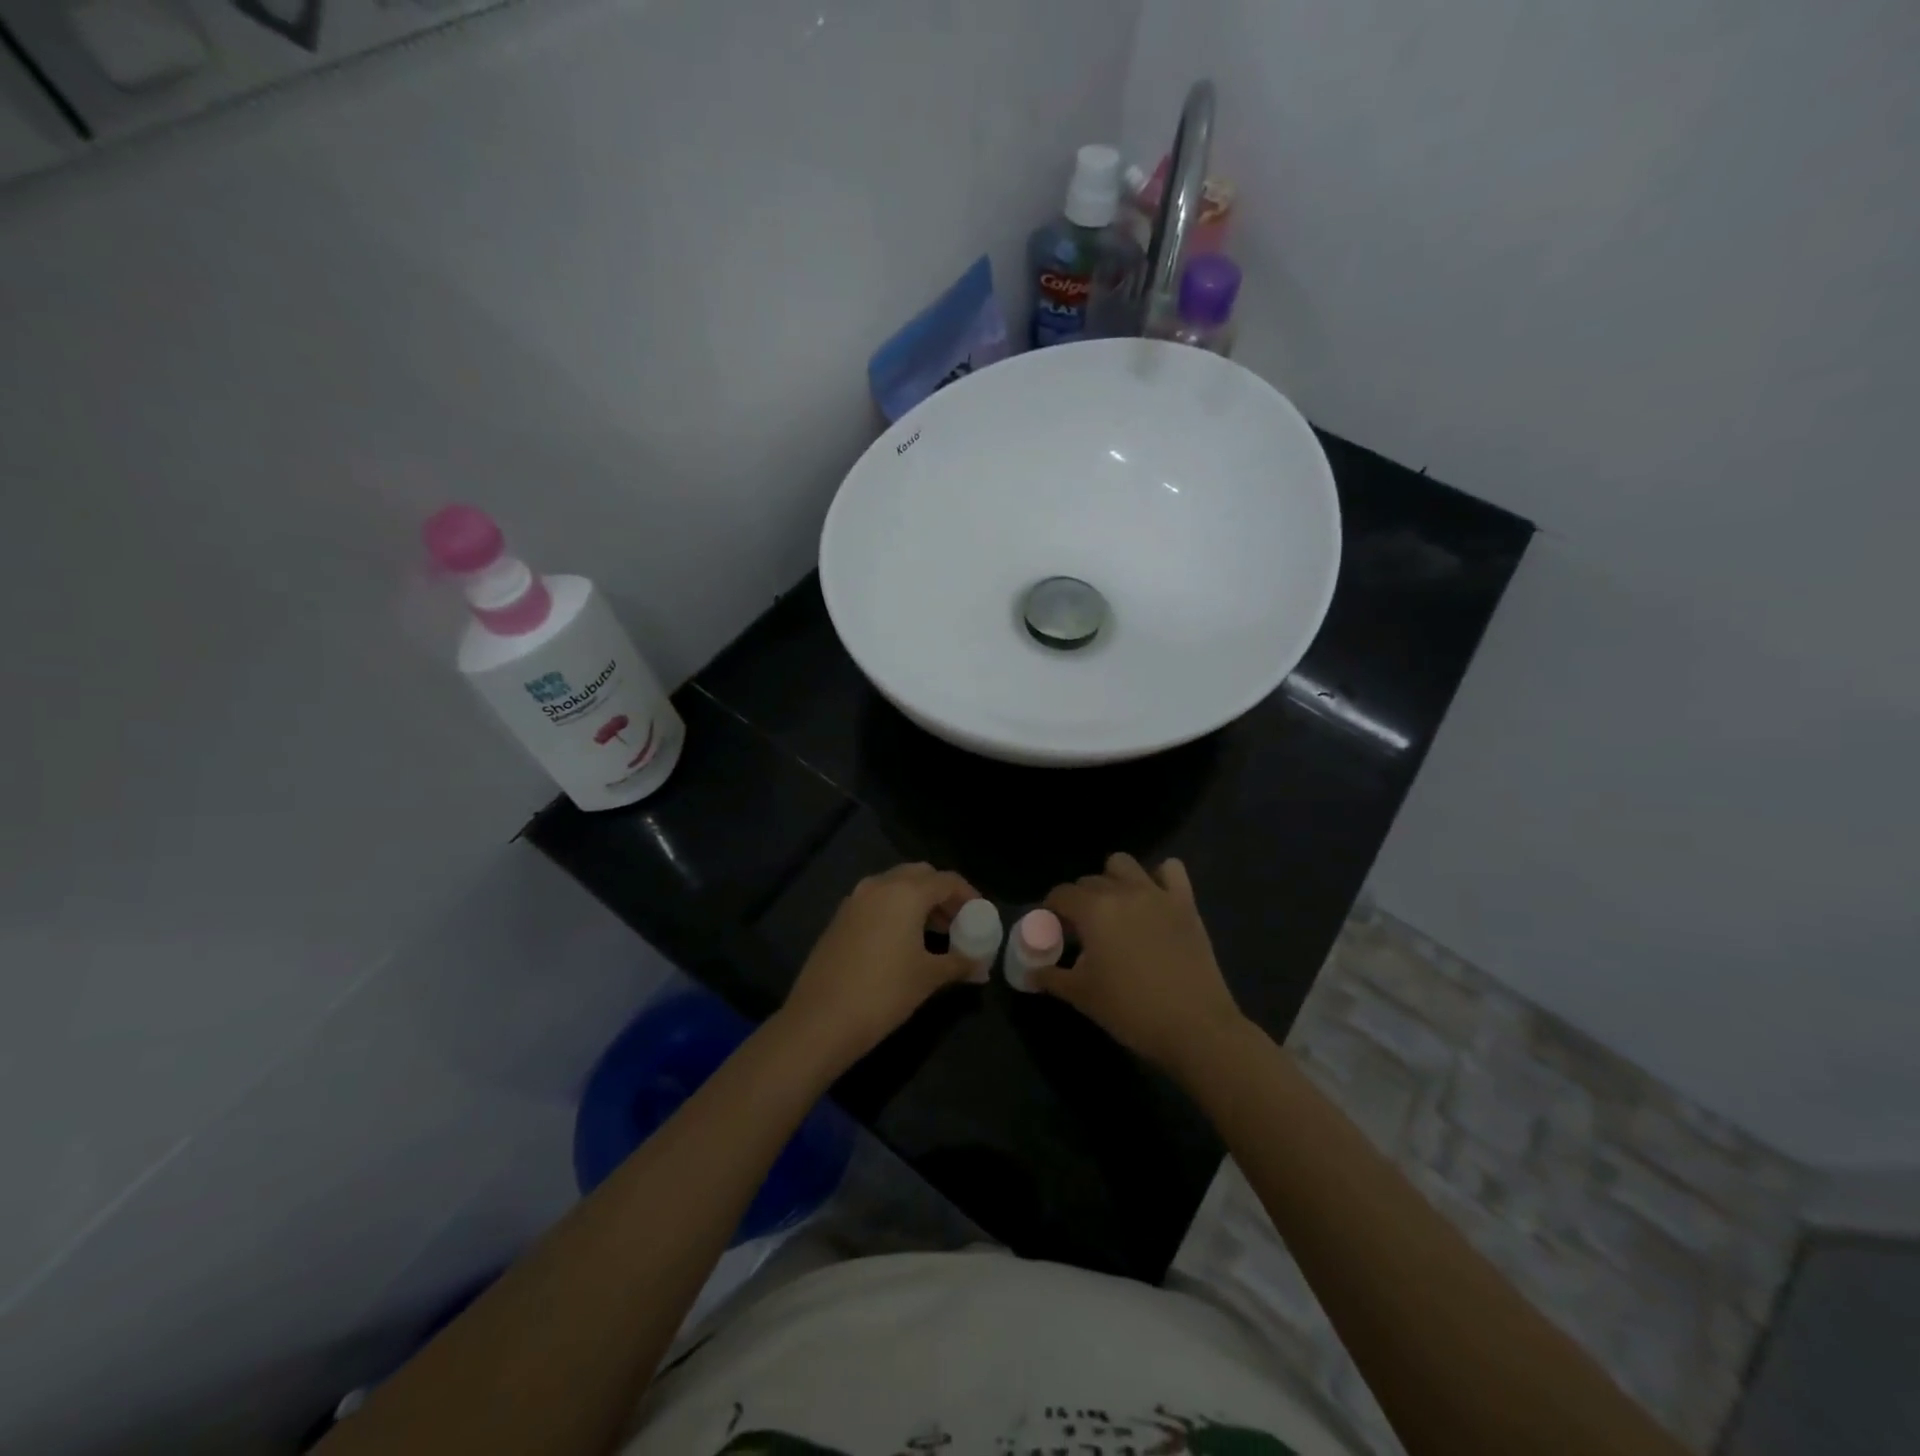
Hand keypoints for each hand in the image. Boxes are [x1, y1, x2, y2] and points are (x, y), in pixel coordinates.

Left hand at [777, 862, 979, 1071]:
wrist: (821, 1019)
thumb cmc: (884, 992)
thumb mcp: (928, 977)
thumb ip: (959, 964)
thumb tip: (981, 968)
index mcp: (906, 892)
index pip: (947, 880)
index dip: (968, 895)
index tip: (980, 915)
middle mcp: (879, 885)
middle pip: (920, 875)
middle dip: (941, 893)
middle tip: (956, 921)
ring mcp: (855, 899)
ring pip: (895, 886)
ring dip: (917, 900)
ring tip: (932, 933)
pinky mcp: (839, 917)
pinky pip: (875, 901)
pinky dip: (894, 910)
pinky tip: (901, 941)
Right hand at [1038, 853, 1248, 1078]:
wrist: (1195, 1027)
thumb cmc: (1131, 1011)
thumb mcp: (1082, 996)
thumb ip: (1052, 977)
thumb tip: (1031, 971)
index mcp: (1093, 910)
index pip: (1061, 894)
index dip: (1051, 909)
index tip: (1053, 930)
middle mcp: (1123, 891)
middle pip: (1089, 880)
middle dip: (1079, 899)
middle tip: (1082, 930)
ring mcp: (1157, 893)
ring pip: (1124, 864)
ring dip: (1113, 880)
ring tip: (1115, 909)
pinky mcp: (1185, 903)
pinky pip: (1171, 870)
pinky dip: (1159, 877)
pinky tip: (1154, 899)